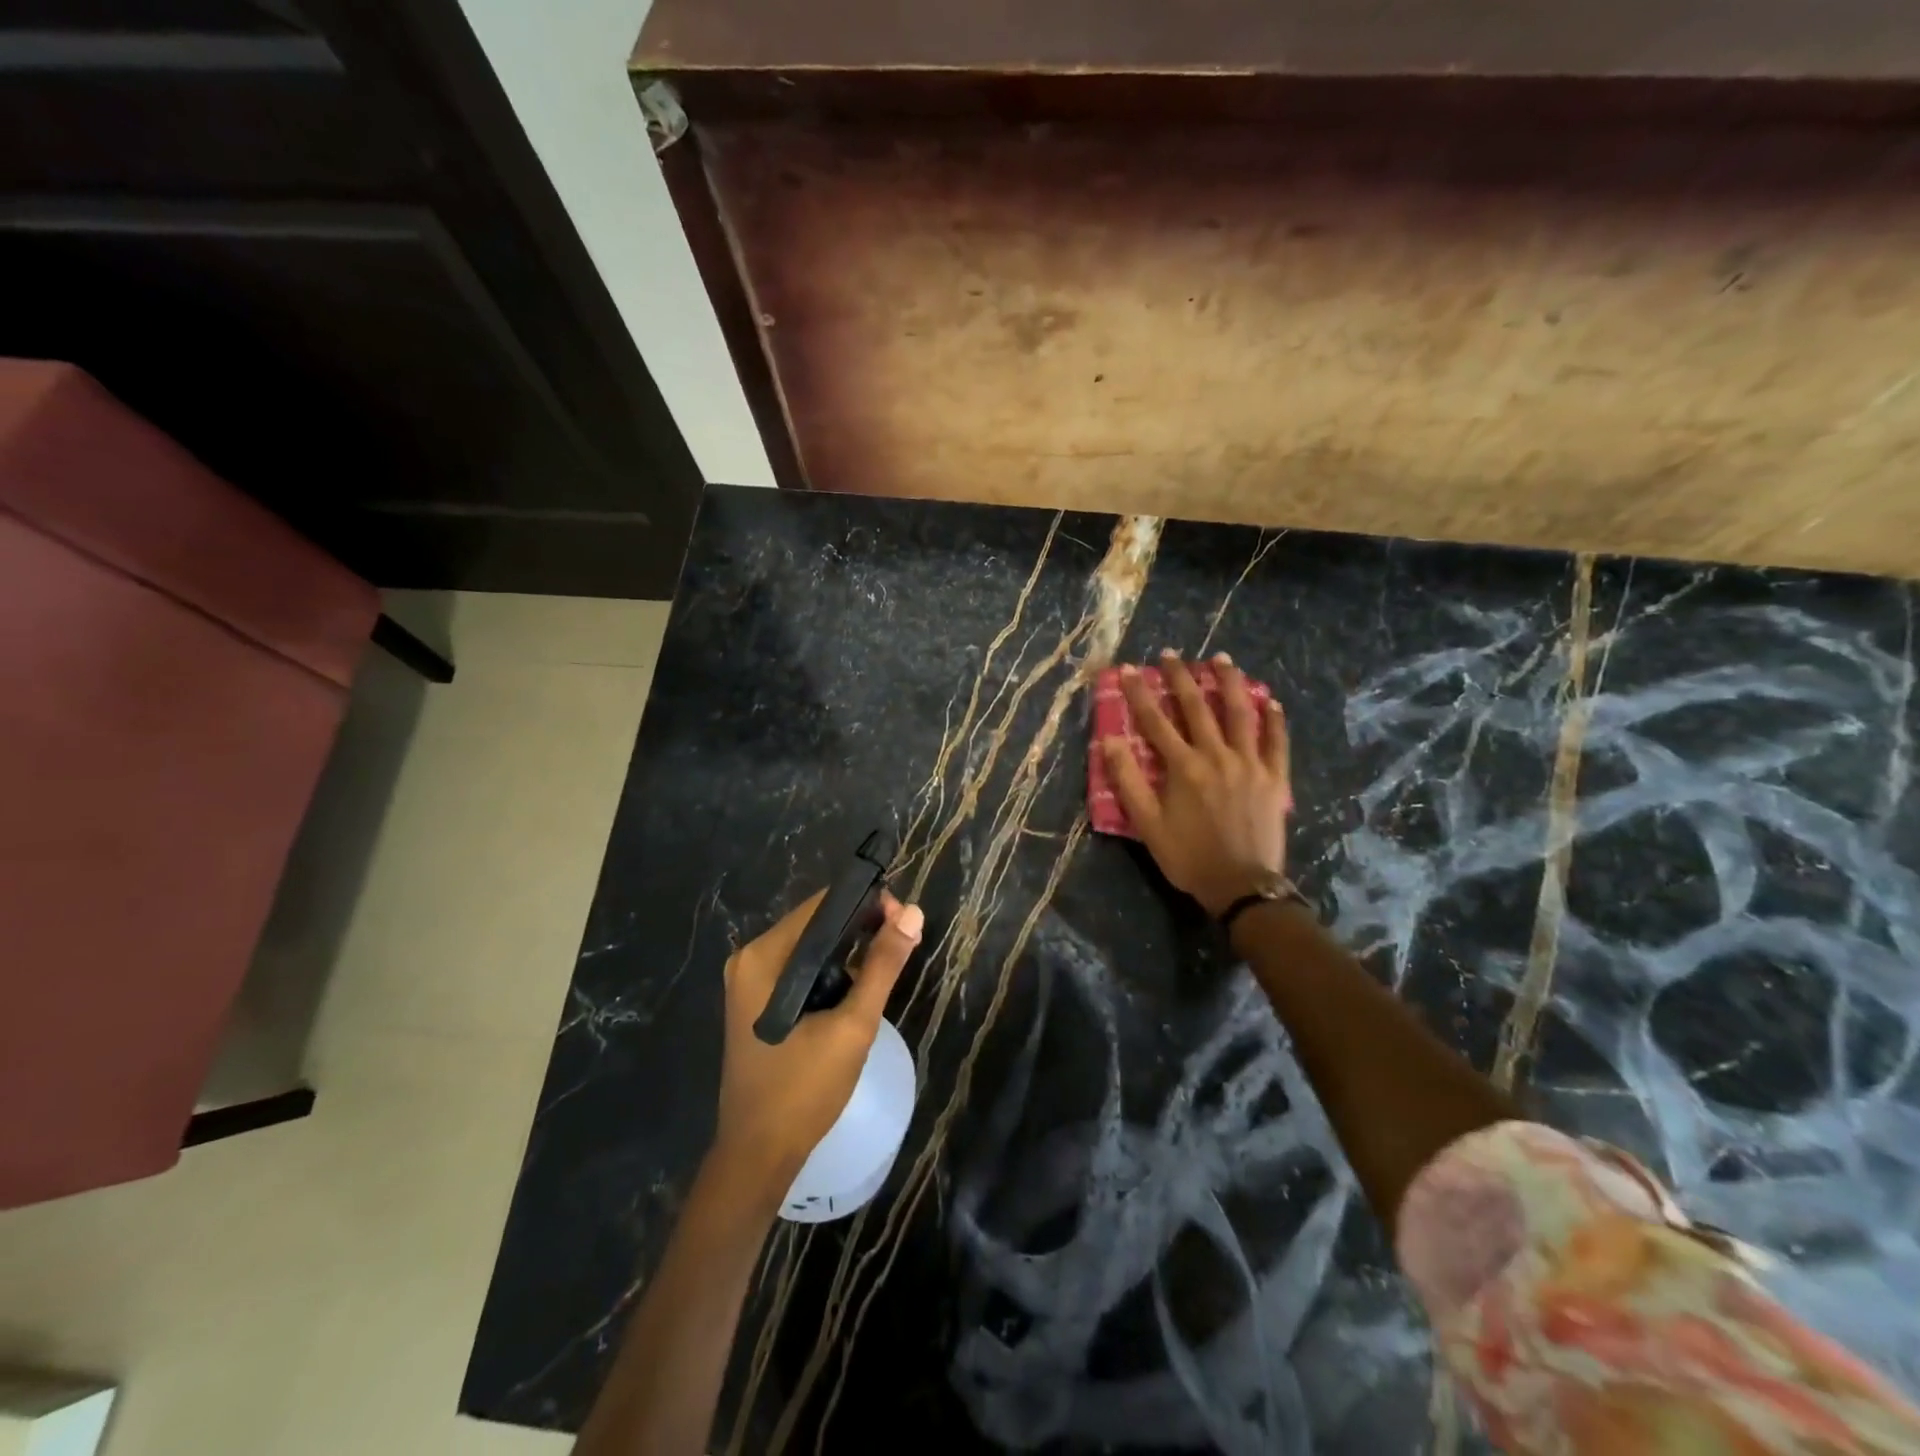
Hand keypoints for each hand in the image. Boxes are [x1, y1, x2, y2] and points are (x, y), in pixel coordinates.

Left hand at [711, 889, 923, 1207]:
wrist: (758, 1155)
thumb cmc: (804, 1089)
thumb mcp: (853, 1025)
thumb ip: (883, 965)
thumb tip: (913, 912)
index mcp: (763, 957)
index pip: (822, 906)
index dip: (866, 903)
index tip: (903, 918)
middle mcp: (749, 959)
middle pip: (814, 924)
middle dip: (860, 927)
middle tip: (902, 941)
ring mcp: (749, 982)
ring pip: (809, 948)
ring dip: (847, 951)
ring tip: (887, 962)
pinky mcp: (755, 1002)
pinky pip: (798, 970)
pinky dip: (829, 971)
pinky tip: (856, 986)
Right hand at [1101, 651, 1291, 916]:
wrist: (1241, 886)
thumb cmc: (1188, 856)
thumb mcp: (1147, 824)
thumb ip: (1128, 781)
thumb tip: (1109, 742)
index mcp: (1184, 767)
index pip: (1156, 721)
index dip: (1140, 693)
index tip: (1129, 669)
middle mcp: (1217, 756)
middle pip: (1197, 707)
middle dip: (1181, 678)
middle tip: (1171, 654)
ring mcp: (1250, 764)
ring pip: (1240, 714)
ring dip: (1229, 683)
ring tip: (1222, 660)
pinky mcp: (1275, 778)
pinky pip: (1276, 742)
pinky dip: (1274, 720)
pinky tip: (1271, 701)